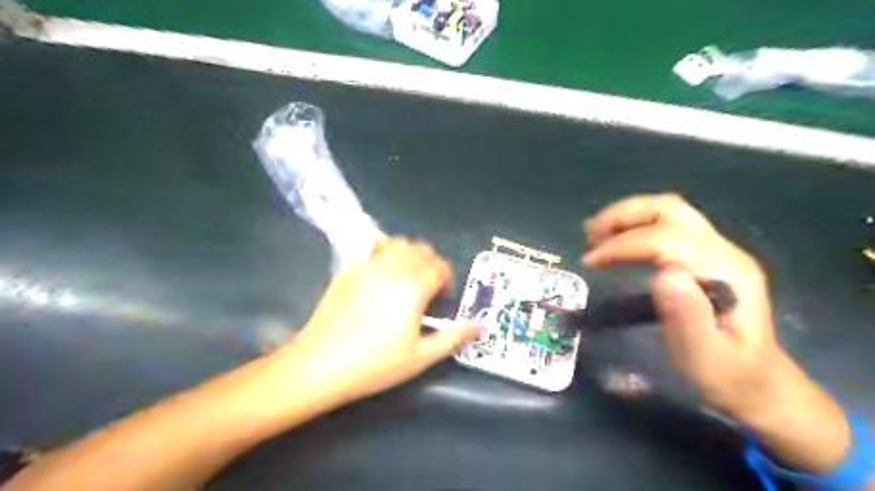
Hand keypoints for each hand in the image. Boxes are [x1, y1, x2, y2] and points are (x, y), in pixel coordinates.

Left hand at [275, 238, 481, 405]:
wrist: (320, 364)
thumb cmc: (375, 364)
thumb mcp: (421, 357)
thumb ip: (454, 337)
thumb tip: (481, 325)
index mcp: (413, 287)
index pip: (440, 267)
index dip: (448, 279)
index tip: (444, 298)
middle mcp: (393, 268)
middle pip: (422, 250)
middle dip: (432, 264)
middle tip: (430, 288)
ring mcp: (367, 265)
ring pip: (399, 242)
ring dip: (411, 253)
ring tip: (409, 275)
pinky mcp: (348, 268)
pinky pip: (371, 245)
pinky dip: (384, 247)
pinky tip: (382, 266)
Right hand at [584, 194, 851, 473]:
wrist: (759, 382)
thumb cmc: (725, 374)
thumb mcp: (705, 357)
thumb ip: (688, 318)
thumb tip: (662, 274)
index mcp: (724, 272)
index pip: (665, 239)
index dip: (623, 244)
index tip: (590, 262)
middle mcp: (723, 251)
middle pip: (669, 209)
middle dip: (623, 216)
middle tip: (589, 235)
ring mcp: (717, 249)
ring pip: (668, 210)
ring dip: (627, 216)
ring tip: (594, 234)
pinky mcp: (707, 254)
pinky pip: (667, 223)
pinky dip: (635, 224)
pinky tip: (616, 239)